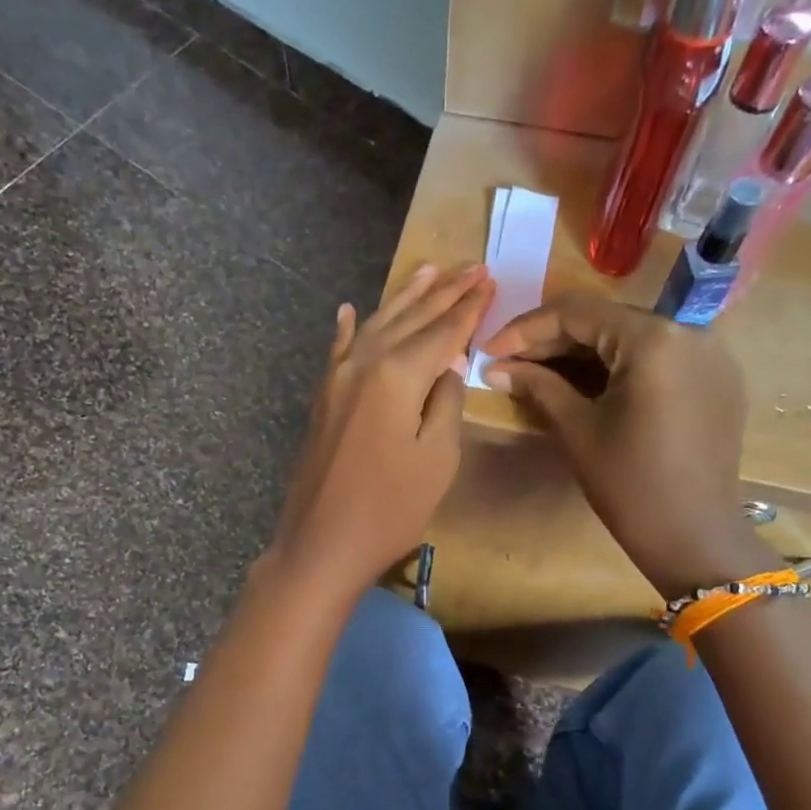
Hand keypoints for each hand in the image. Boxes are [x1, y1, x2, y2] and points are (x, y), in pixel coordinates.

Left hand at [269, 263, 494, 604]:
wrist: (321, 544)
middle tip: (472, 265)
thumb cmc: (390, 509)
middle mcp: (363, 364)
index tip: (490, 279)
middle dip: (444, 292)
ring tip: (430, 270)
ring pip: (377, 326)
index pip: (442, 331)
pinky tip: (350, 309)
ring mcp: (337, 379)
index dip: (469, 307)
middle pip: (410, 320)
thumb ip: (445, 402)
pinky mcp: (323, 399)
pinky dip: (348, 329)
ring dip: (405, 299)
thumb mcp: (437, 459)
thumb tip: (447, 365)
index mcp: (397, 374)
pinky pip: (339, 351)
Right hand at [483, 293, 770, 597]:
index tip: (489, 349)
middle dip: (553, 340)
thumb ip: (538, 386)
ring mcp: (709, 355)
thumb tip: (495, 367)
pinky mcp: (716, 379)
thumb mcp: (578, 430)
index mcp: (654, 340)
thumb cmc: (630, 485)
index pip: (578, 313)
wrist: (694, 536)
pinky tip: (583, 384)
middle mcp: (690, 332)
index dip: (526, 329)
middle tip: (508, 362)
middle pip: (607, 321)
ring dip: (582, 353)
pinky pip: (657, 358)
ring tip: (537, 373)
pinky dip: (617, 366)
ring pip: (630, 338)